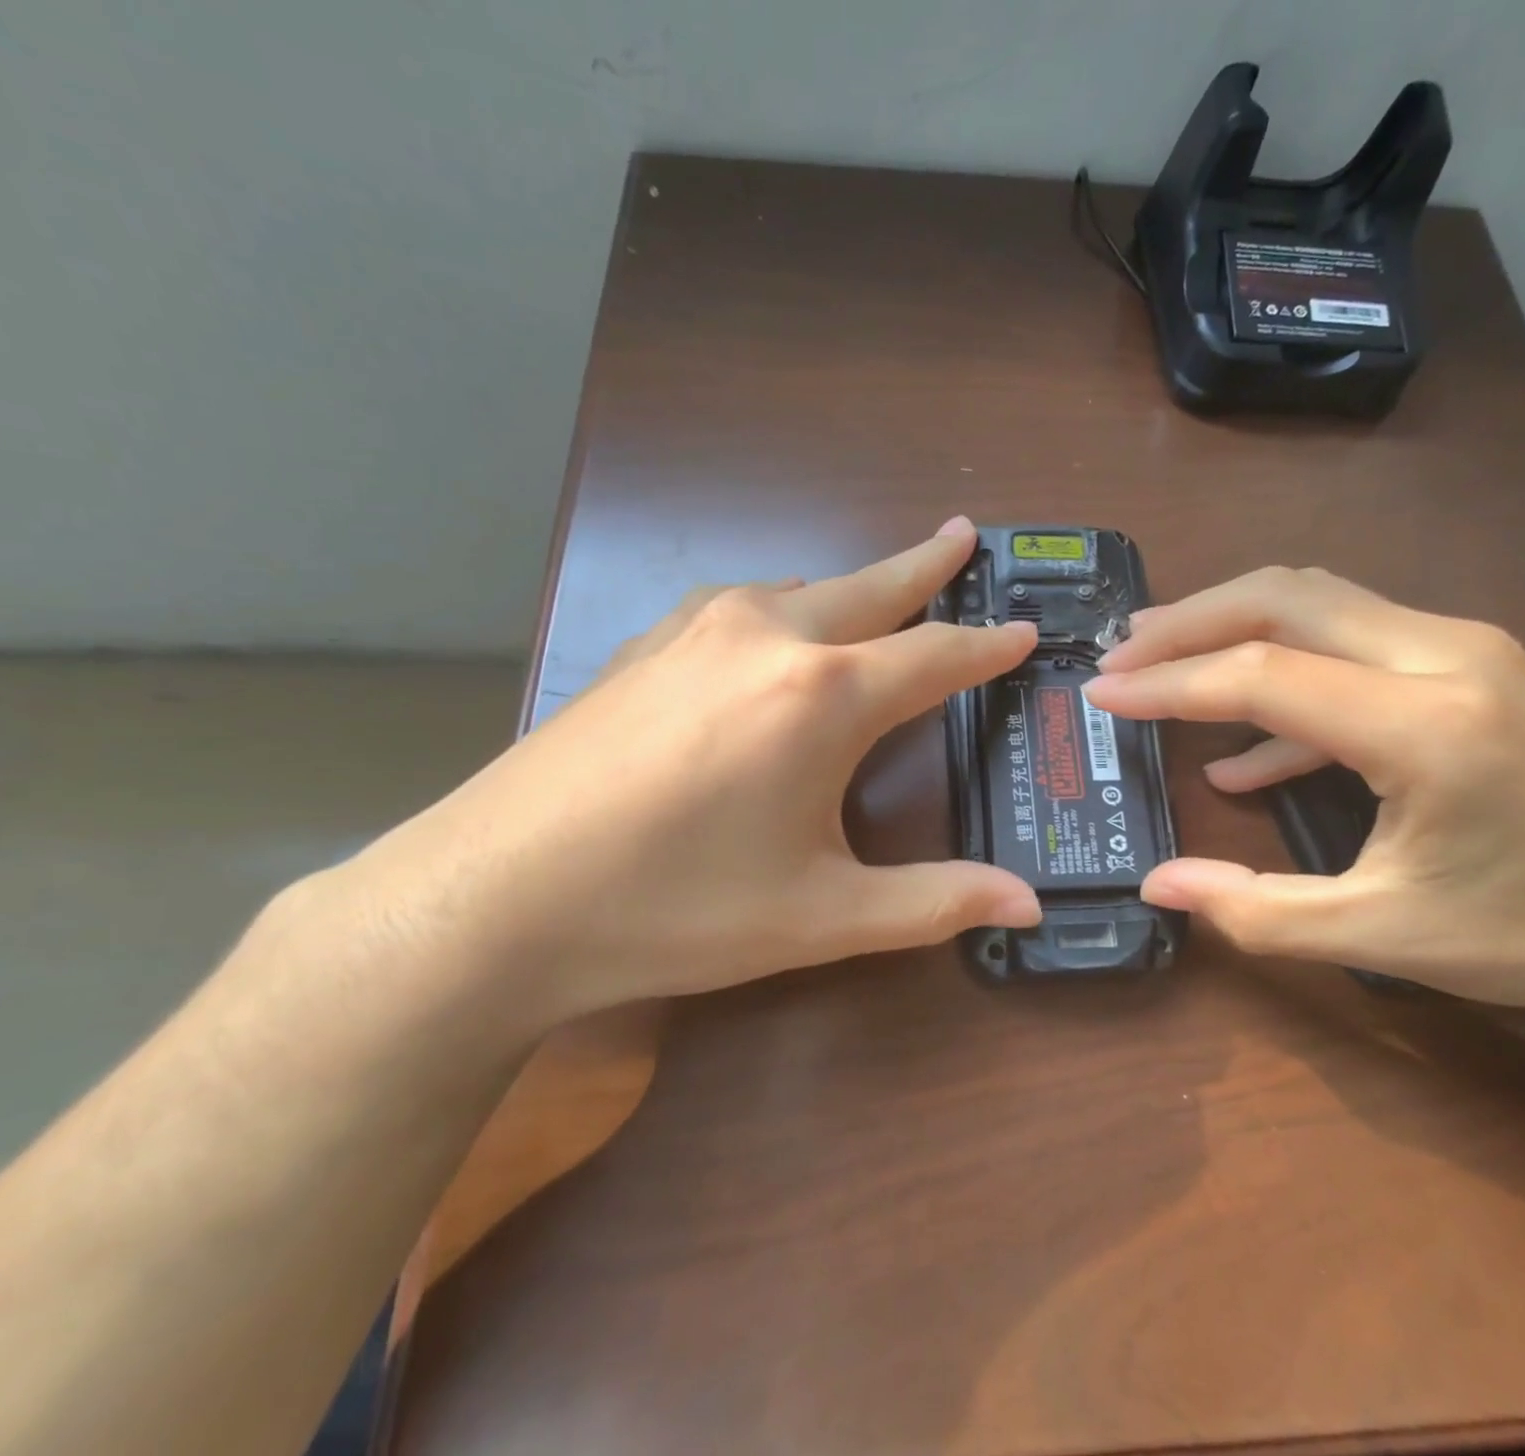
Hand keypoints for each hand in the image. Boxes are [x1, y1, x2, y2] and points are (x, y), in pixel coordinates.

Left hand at [330, 519, 1040, 1025]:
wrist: (493, 900)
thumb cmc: (674, 910)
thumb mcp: (822, 917)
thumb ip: (935, 902)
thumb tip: (1031, 905)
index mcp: (823, 695)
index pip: (934, 657)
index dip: (987, 648)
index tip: (1023, 631)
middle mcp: (766, 637)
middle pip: (870, 587)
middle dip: (926, 565)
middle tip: (964, 536)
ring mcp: (695, 631)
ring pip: (801, 589)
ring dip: (851, 587)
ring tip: (882, 591)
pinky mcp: (643, 645)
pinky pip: (738, 605)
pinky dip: (782, 605)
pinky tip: (774, 627)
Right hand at [1084, 567, 1524, 1042]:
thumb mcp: (1380, 937)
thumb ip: (1254, 911)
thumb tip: (1156, 886)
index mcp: (1429, 728)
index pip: (1264, 673)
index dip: (1169, 683)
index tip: (1102, 693)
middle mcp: (1449, 657)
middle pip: (1288, 597)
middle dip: (1189, 621)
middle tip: (1121, 654)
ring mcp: (1464, 649)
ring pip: (1317, 600)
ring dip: (1228, 624)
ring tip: (1157, 661)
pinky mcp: (1467, 662)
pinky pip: (1349, 644)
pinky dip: (1281, 675)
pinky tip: (1240, 749)